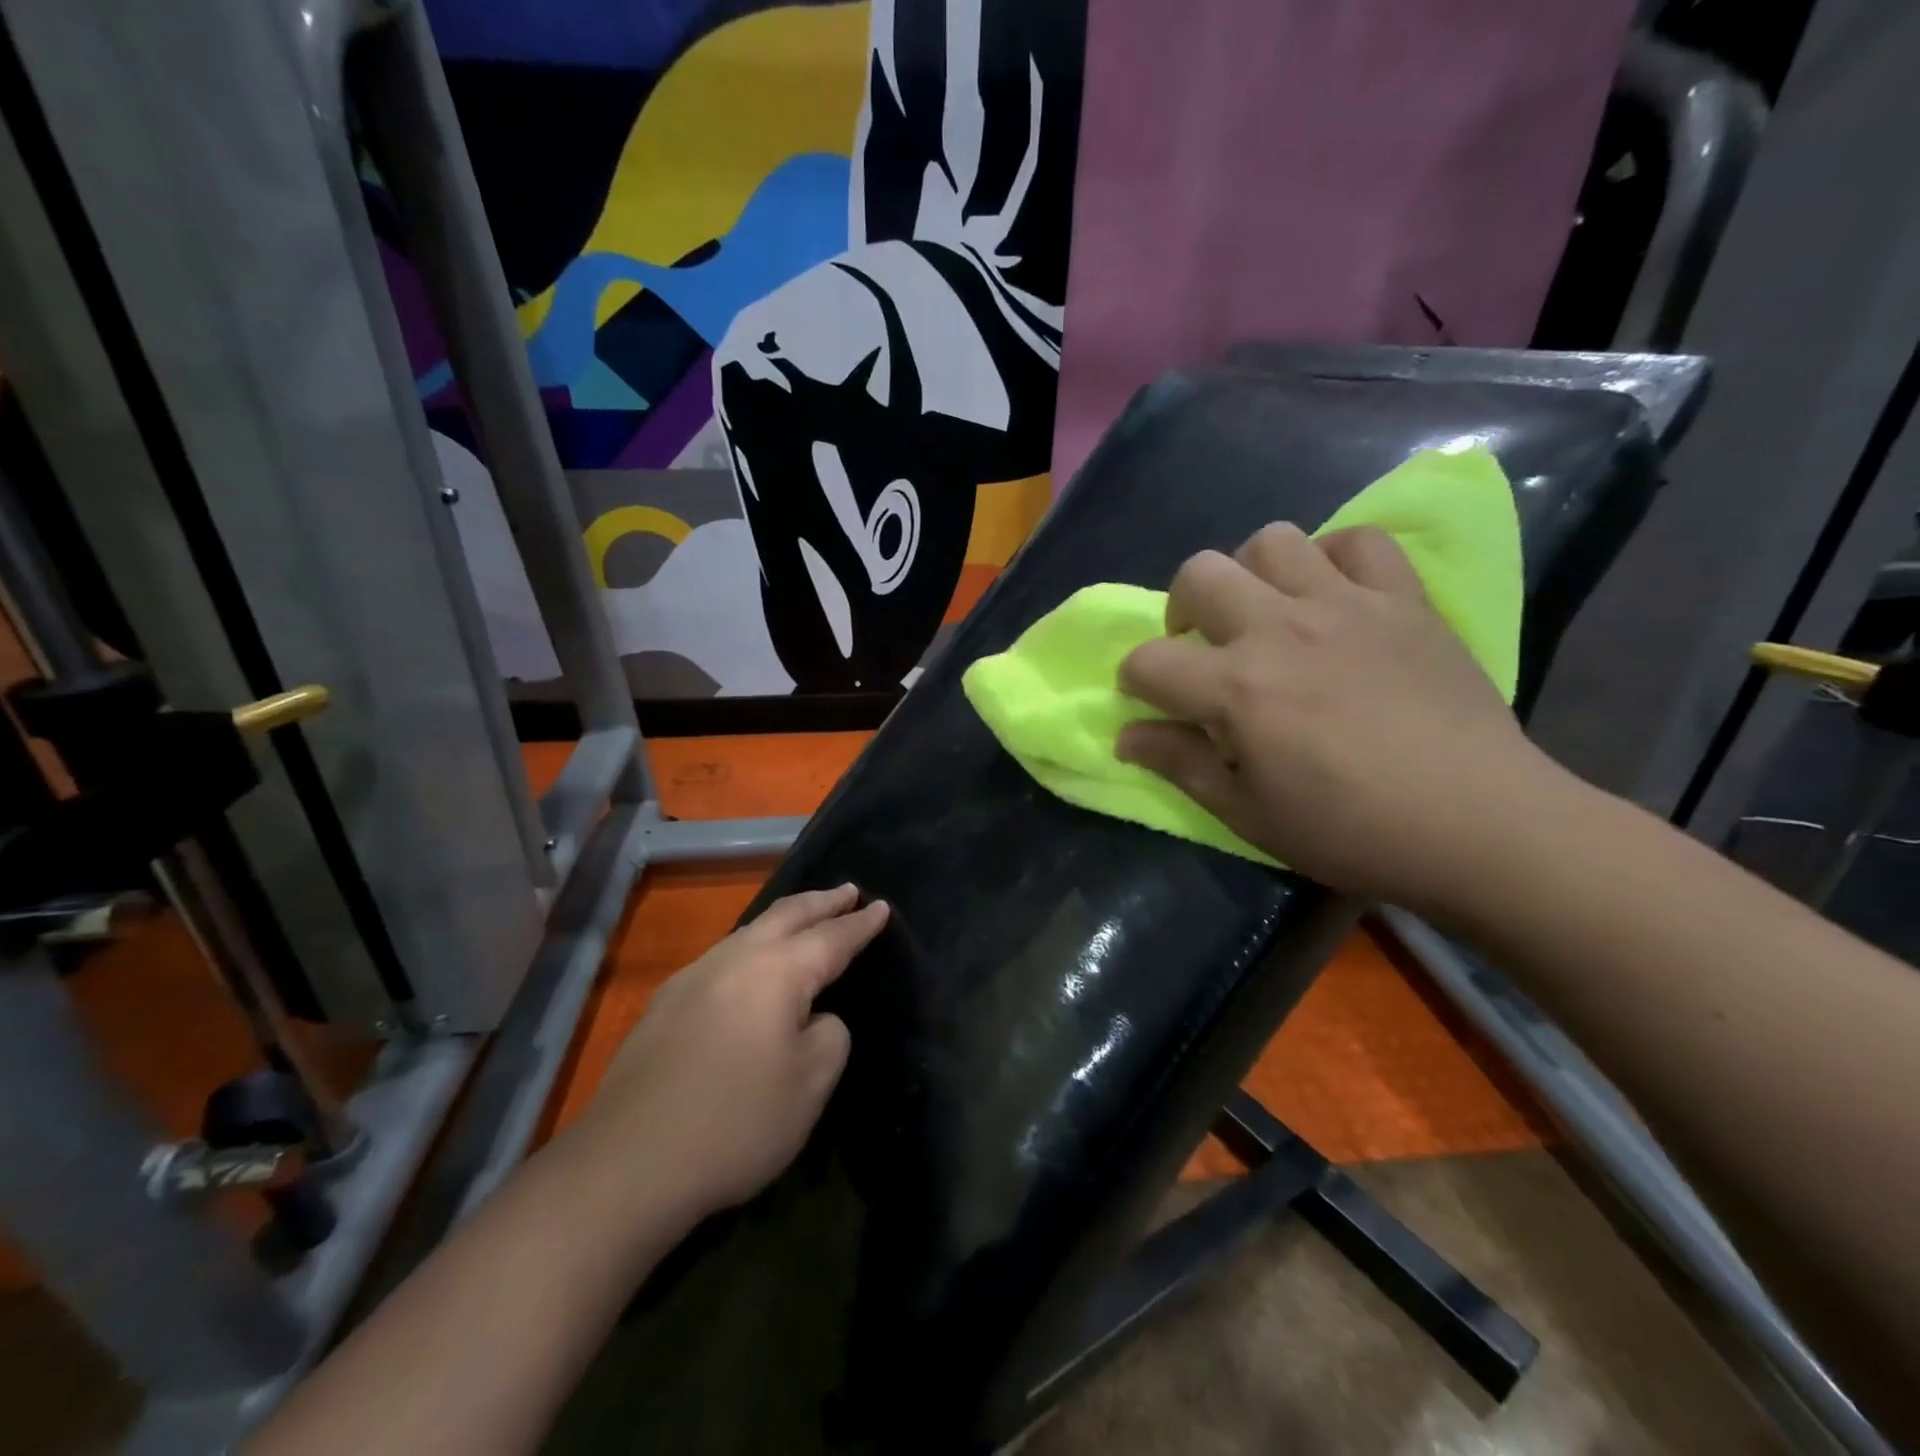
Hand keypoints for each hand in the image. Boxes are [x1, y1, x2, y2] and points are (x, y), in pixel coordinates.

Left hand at [565, 885, 888, 1221]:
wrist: (627, 1164)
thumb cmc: (735, 1122)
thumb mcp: (810, 1085)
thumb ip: (829, 1035)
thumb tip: (813, 1017)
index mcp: (777, 971)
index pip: (831, 937)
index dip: (860, 924)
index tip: (882, 906)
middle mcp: (734, 959)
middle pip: (786, 915)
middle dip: (821, 902)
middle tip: (848, 891)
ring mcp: (693, 977)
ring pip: (750, 931)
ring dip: (785, 920)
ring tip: (805, 919)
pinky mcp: (665, 1004)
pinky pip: (724, 957)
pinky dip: (753, 947)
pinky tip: (752, 966)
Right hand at [1116, 523, 1563, 907]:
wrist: (1478, 823)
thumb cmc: (1349, 829)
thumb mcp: (1247, 813)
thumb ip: (1180, 764)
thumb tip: (1125, 736)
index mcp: (1235, 688)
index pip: (1149, 661)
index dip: (1134, 679)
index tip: (1149, 700)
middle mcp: (1280, 629)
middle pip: (1198, 574)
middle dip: (1181, 608)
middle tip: (1204, 647)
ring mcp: (1346, 605)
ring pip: (1272, 541)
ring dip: (1252, 574)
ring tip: (1267, 614)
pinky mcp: (1404, 600)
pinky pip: (1361, 540)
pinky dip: (1335, 558)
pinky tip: (1335, 596)